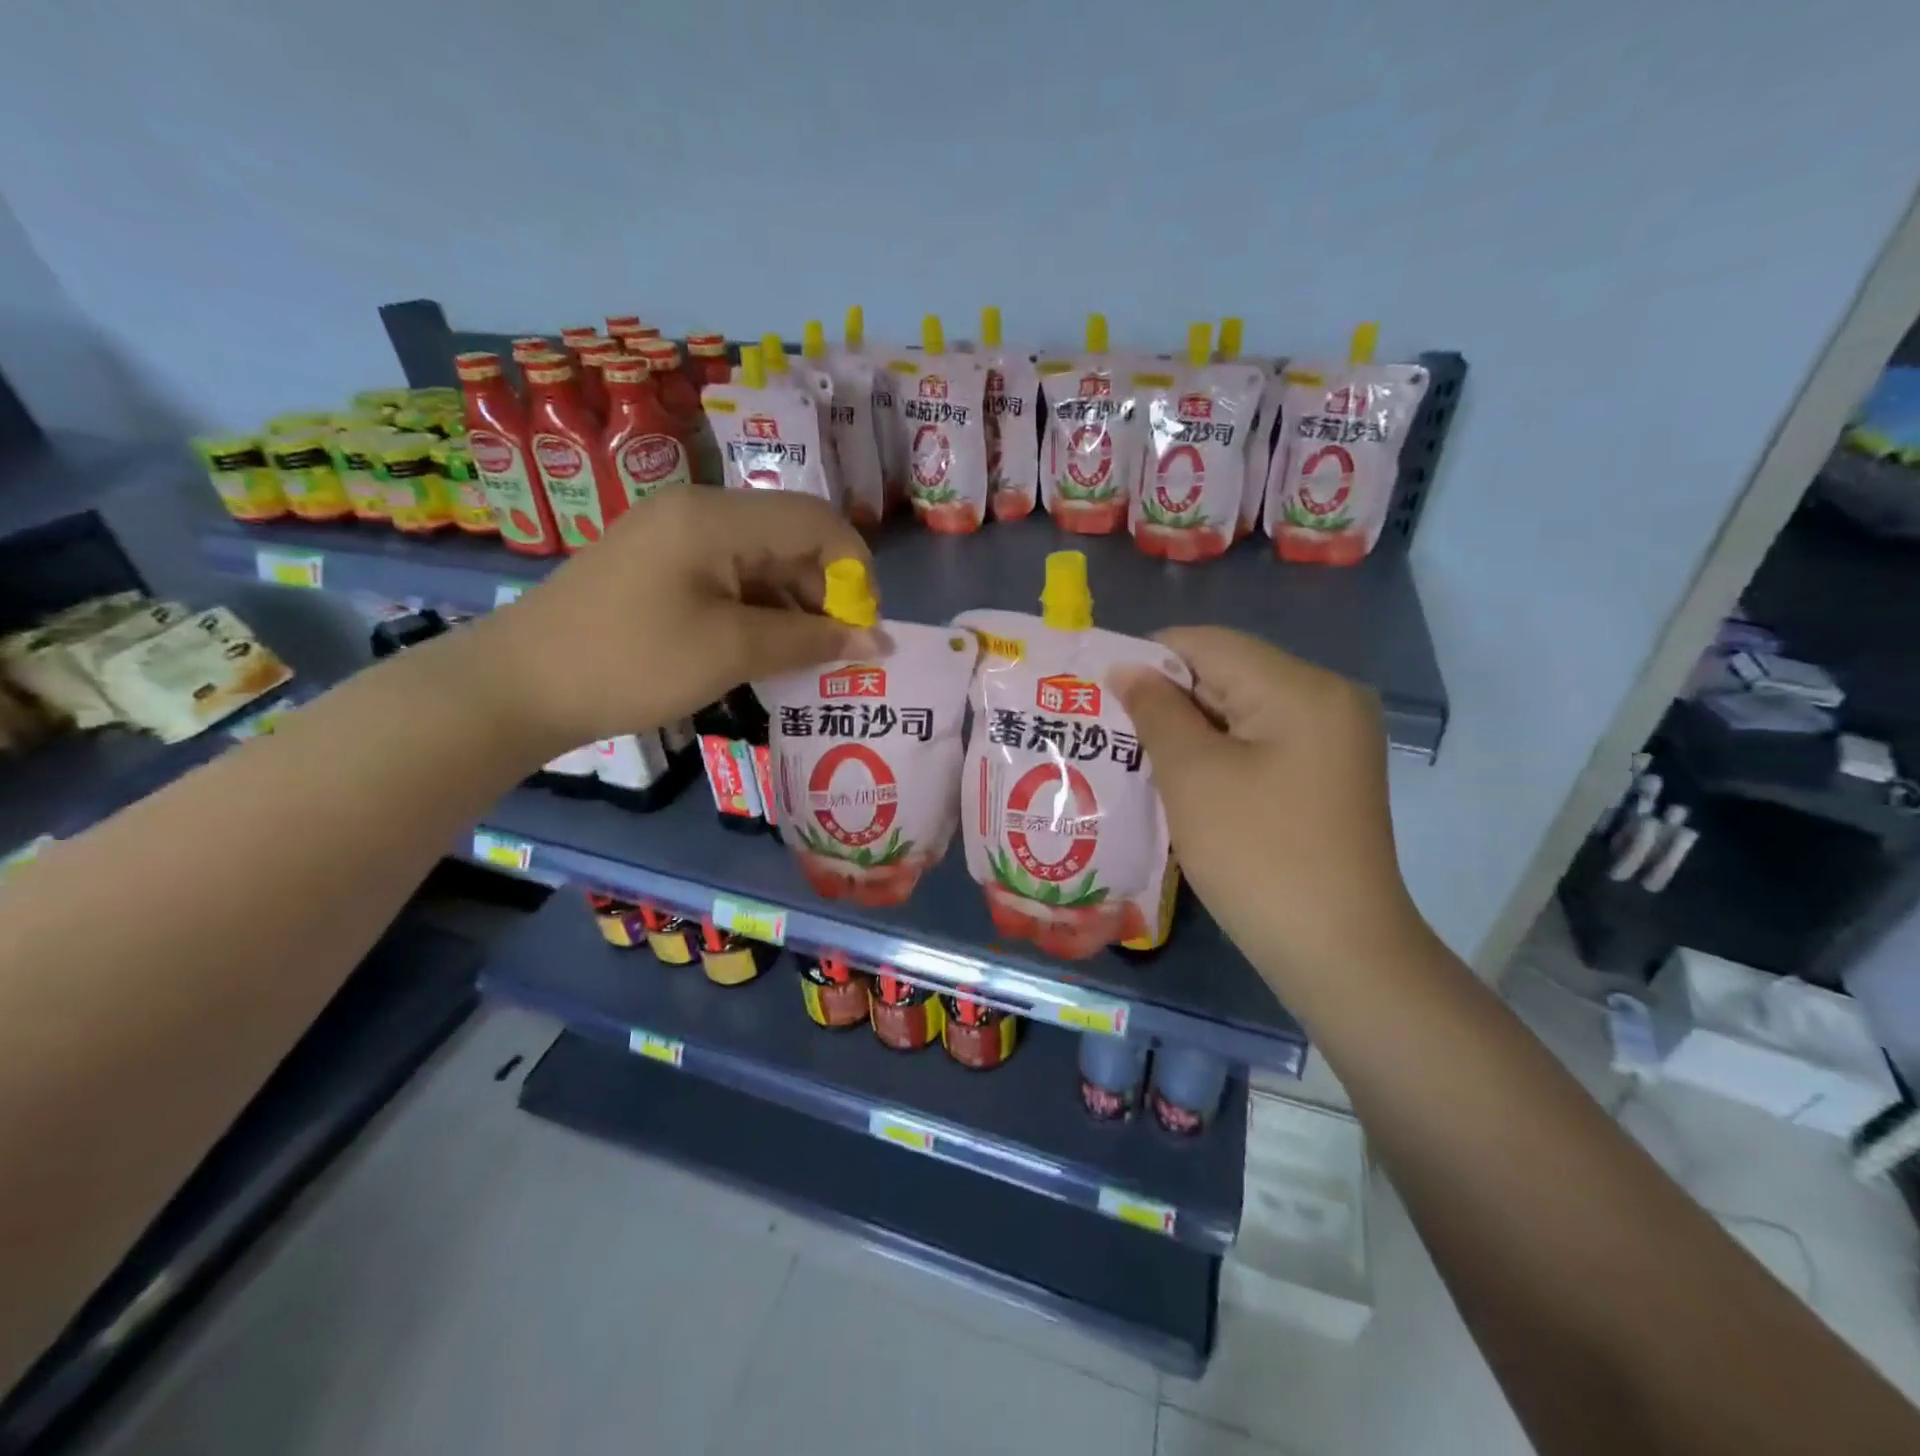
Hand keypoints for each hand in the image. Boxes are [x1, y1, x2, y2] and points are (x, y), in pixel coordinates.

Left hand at [465, 487, 878, 754]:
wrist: (519, 686)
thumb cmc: (631, 663)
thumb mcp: (731, 652)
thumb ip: (810, 641)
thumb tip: (878, 642)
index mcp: (716, 516)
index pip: (817, 520)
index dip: (855, 571)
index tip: (863, 628)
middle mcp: (698, 510)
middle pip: (791, 536)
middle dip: (825, 592)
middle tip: (836, 652)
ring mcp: (675, 536)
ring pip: (762, 559)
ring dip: (793, 605)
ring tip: (803, 659)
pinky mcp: (660, 564)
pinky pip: (730, 576)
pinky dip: (758, 609)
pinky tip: (763, 648)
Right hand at [1112, 628, 1430, 989]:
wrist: (1337, 952)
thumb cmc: (1257, 855)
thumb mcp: (1192, 775)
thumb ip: (1155, 710)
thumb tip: (1125, 668)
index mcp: (1301, 688)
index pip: (1209, 644)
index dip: (1148, 659)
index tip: (1099, 690)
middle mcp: (1327, 699)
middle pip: (1228, 674)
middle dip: (1167, 698)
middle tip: (1109, 728)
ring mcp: (1332, 740)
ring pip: (1240, 711)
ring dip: (1187, 729)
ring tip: (1134, 754)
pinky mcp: (1326, 774)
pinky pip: (1259, 742)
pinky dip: (1217, 752)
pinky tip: (1180, 778)